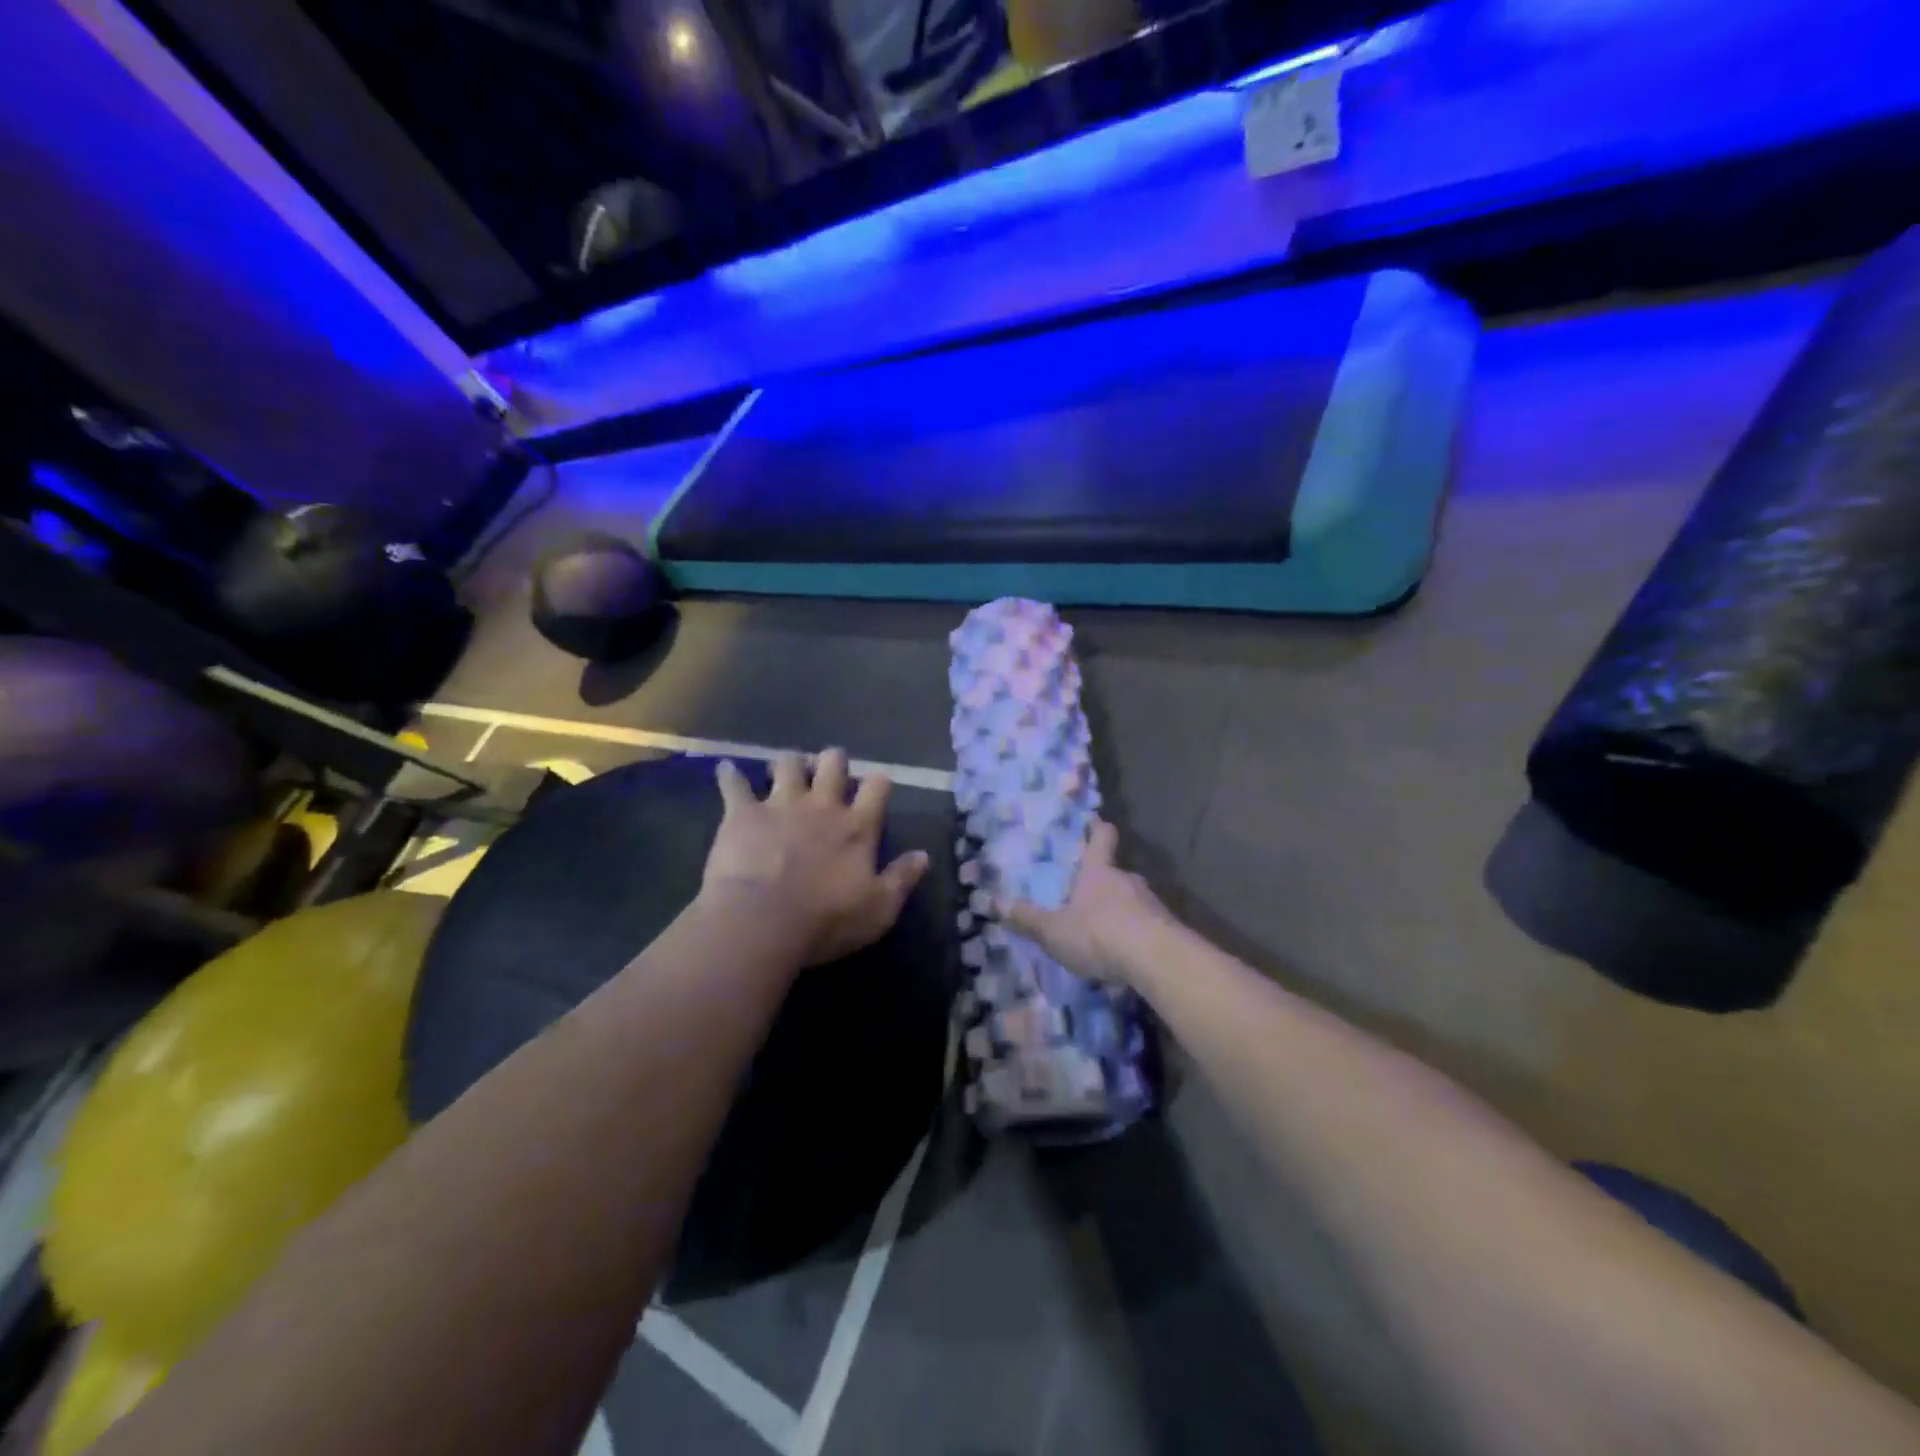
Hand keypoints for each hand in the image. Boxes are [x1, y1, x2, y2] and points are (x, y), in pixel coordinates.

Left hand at [702, 749, 929, 966]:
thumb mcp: (878, 910)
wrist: (760, 922)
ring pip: (787, 764)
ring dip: (788, 764)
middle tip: (829, 770)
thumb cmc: (825, 921)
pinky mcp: (742, 813)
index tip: (877, 787)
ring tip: (785, 770)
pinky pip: (733, 784)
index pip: (877, 787)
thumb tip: (924, 855)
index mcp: (856, 827)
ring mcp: (780, 805)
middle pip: (832, 764)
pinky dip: (729, 775)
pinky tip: (725, 770)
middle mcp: (821, 806)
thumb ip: (902, 879)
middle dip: (833, 761)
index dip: (879, 782)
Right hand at [1002, 820, 1178, 988]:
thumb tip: (994, 902)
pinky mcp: (1167, 929)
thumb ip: (1027, 919)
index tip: (1095, 820)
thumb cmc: (1099, 934)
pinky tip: (1125, 953)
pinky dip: (1135, 934)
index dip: (1097, 828)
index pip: (1101, 837)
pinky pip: (1146, 925)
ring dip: (1120, 910)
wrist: (1158, 960)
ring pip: (1132, 899)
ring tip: (1104, 930)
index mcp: (1099, 872)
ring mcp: (1151, 903)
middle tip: (1086, 893)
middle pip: (1115, 872)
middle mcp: (1127, 880)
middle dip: (1102, 881)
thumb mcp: (1054, 931)